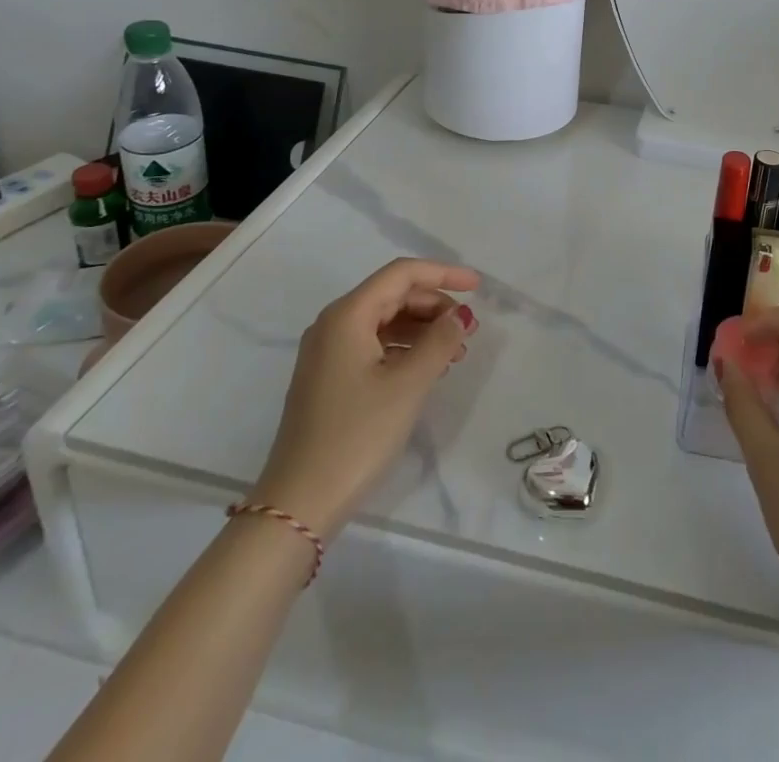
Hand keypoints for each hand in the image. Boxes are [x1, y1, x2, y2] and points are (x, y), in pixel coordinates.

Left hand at [252, 259, 478, 536]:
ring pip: (385, 321)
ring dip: (423, 329)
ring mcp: (328, 353)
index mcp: (347, 315)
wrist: (300, 503)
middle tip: (469, 330)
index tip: (478, 287)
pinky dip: (405, 348)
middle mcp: (334, 324)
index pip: (401, 274)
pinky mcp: (330, 378)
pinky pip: (374, 345)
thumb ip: (439, 342)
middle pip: (393, 295)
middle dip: (435, 305)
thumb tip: (459, 316)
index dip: (443, 274)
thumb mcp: (408, 385)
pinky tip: (428, 369)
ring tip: (456, 353)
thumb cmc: (357, 435)